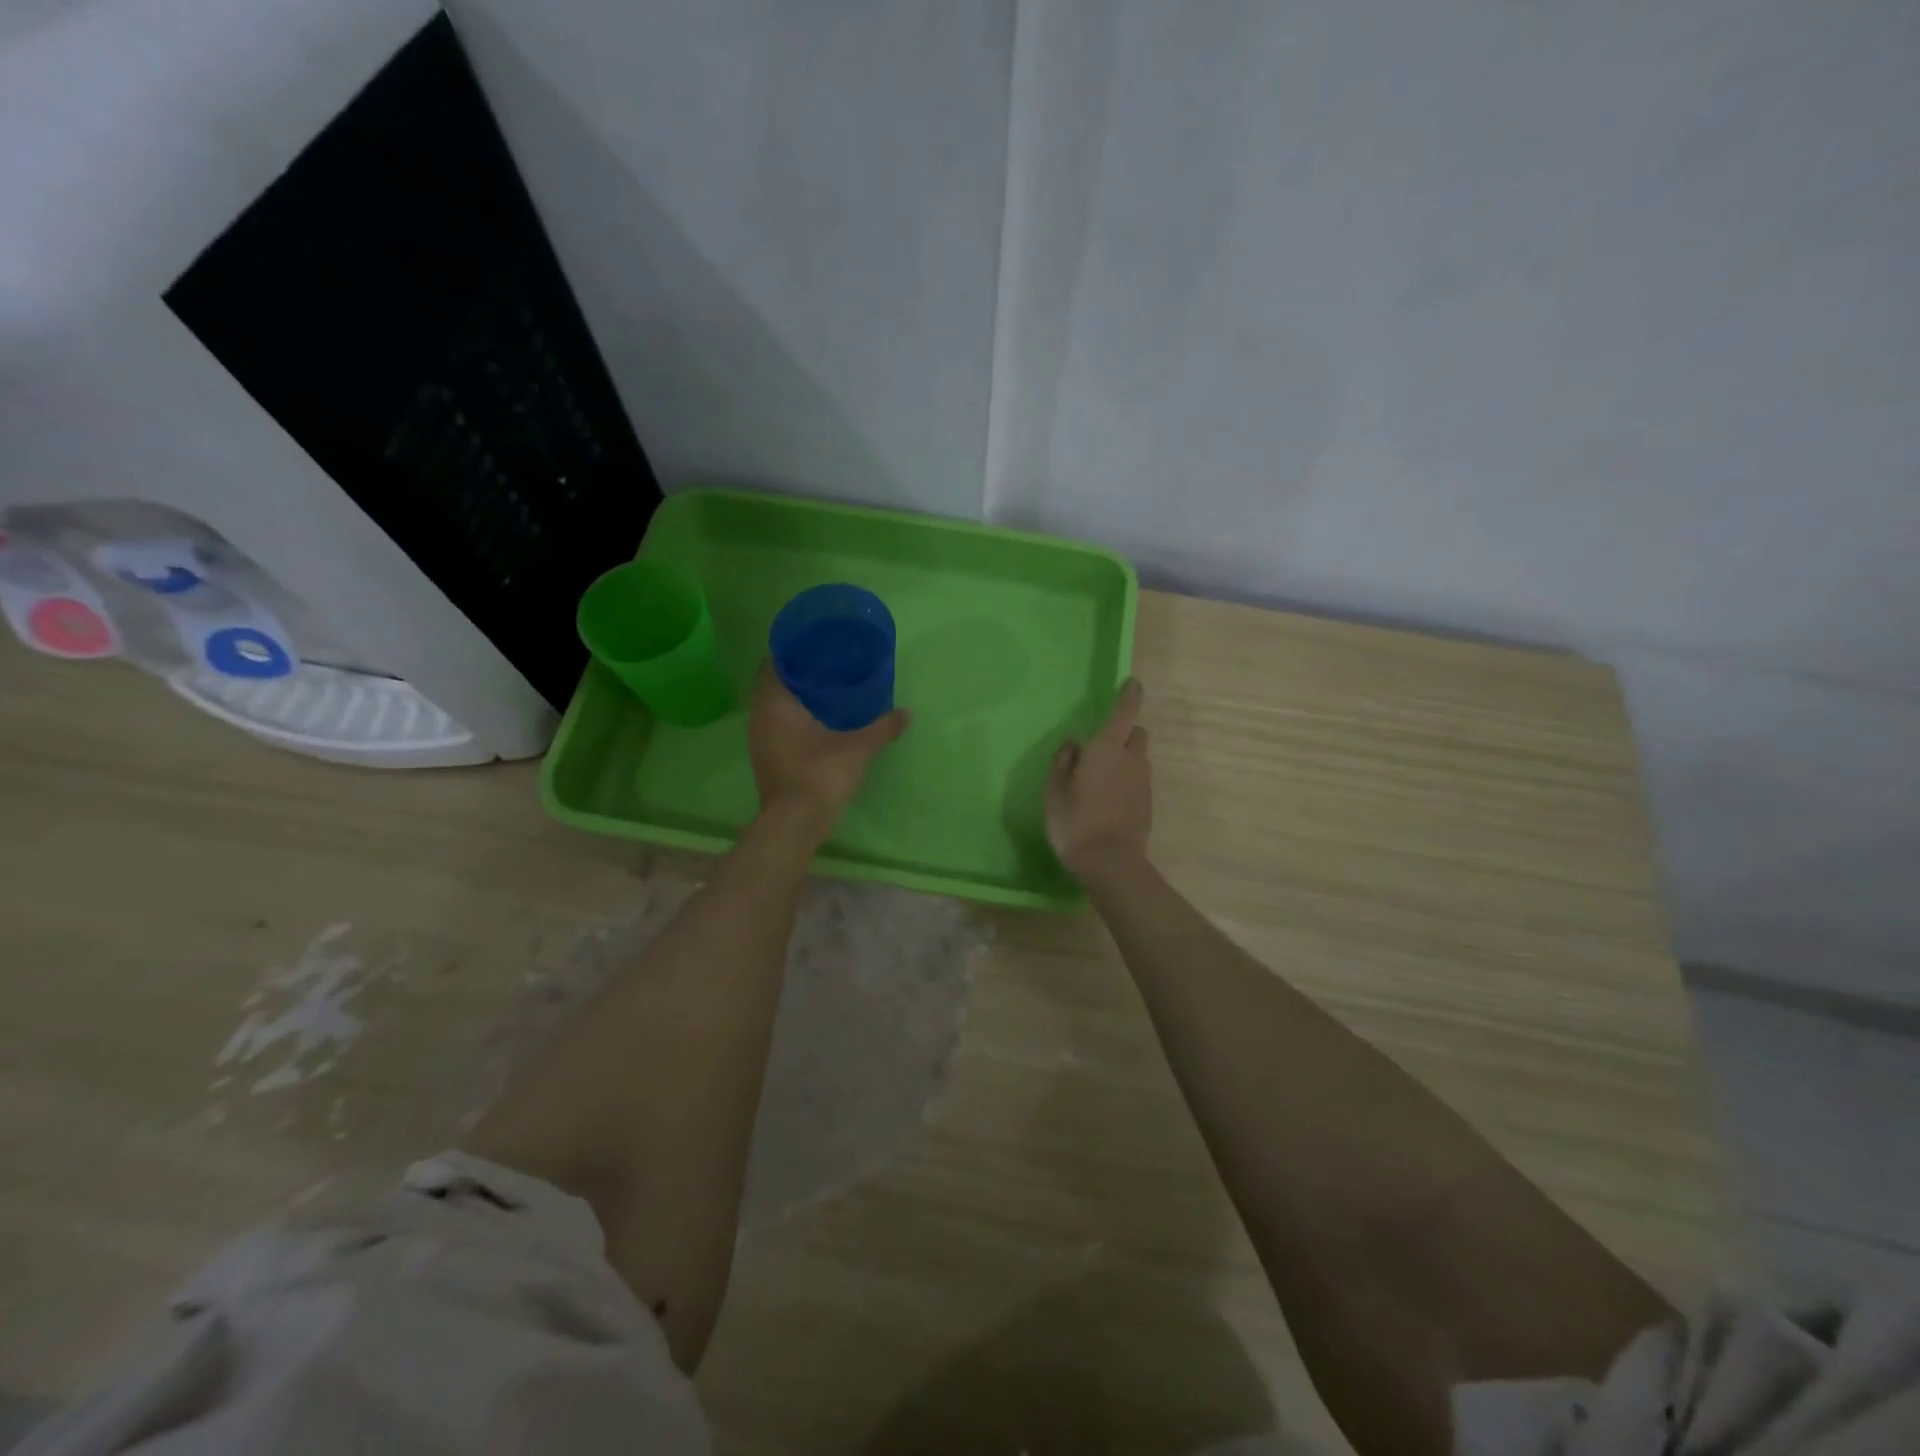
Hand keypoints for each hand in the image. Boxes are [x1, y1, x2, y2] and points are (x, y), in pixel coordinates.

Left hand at [748, 661, 909, 838]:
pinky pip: (773, 726)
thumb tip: (906, 713)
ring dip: (791, 698)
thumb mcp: (858, 748)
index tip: (814, 647)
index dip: (791, 652)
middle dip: (795, 674)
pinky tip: (814, 722)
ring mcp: (758, 739)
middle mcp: (759, 716)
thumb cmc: (821, 774)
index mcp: (776, 702)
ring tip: (822, 691)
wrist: (795, 822)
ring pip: (771, 706)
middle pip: (772, 683)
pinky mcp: (764, 757)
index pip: (773, 663)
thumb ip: (882, 727)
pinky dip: (789, 719)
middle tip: (825, 666)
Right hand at [1045, 677, 1151, 884]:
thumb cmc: (1075, 821)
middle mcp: (1131, 759)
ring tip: (1100, 778)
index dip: (1130, 695)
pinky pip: (1138, 780)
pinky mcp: (1147, 803)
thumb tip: (1073, 745)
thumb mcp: (1054, 790)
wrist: (1110, 863)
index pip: (1125, 712)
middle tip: (1102, 746)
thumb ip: (1063, 762)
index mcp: (1107, 749)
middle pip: (1136, 733)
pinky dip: (1127, 780)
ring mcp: (1143, 782)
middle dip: (1125, 731)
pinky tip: (1108, 799)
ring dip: (1125, 758)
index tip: (1132, 683)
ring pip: (1138, 758)